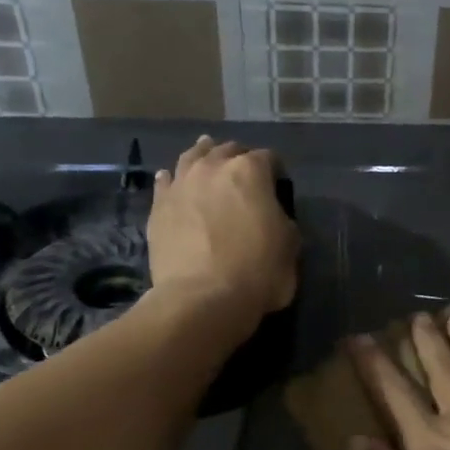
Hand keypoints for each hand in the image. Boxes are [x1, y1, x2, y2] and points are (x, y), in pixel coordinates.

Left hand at [147, 135, 298, 320]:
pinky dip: (173, 179)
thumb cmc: (258, 272)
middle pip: (228, 150)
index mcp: (250, 172)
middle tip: (245, 177)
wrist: (202, 298)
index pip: (268, 158)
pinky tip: (173, 180)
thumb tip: (273, 218)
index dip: (276, 171)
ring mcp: (181, 184)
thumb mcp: (291, 246)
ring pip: (192, 157)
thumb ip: (283, 221)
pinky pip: (165, 181)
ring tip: (207, 159)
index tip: (279, 186)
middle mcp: (213, 168)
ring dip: (203, 156)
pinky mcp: (159, 207)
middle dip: (239, 159)